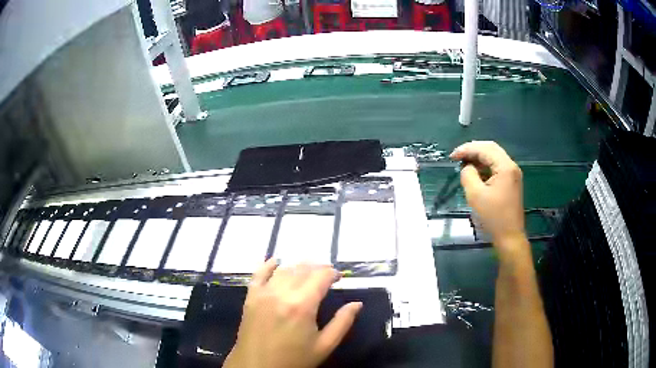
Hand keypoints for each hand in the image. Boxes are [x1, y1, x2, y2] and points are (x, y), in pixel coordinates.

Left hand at [223, 260, 362, 367]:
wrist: (258, 367)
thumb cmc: (294, 360)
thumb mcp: (324, 346)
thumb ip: (342, 323)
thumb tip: (357, 303)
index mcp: (302, 305)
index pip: (320, 277)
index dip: (332, 273)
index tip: (339, 277)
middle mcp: (281, 293)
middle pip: (302, 269)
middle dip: (317, 268)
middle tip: (327, 274)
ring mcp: (263, 293)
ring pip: (283, 270)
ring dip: (298, 266)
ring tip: (308, 271)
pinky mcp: (251, 297)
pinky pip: (258, 274)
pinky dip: (268, 266)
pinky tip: (276, 262)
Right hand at [450, 141, 525, 253]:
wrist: (509, 236)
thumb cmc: (493, 216)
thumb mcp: (475, 195)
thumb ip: (468, 175)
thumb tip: (467, 167)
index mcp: (505, 167)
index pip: (484, 149)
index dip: (466, 149)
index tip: (452, 157)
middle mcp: (511, 166)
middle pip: (491, 148)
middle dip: (473, 150)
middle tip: (457, 157)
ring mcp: (513, 174)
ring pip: (494, 156)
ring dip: (479, 157)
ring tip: (464, 163)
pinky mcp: (511, 181)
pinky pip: (497, 166)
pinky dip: (485, 165)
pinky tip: (476, 172)